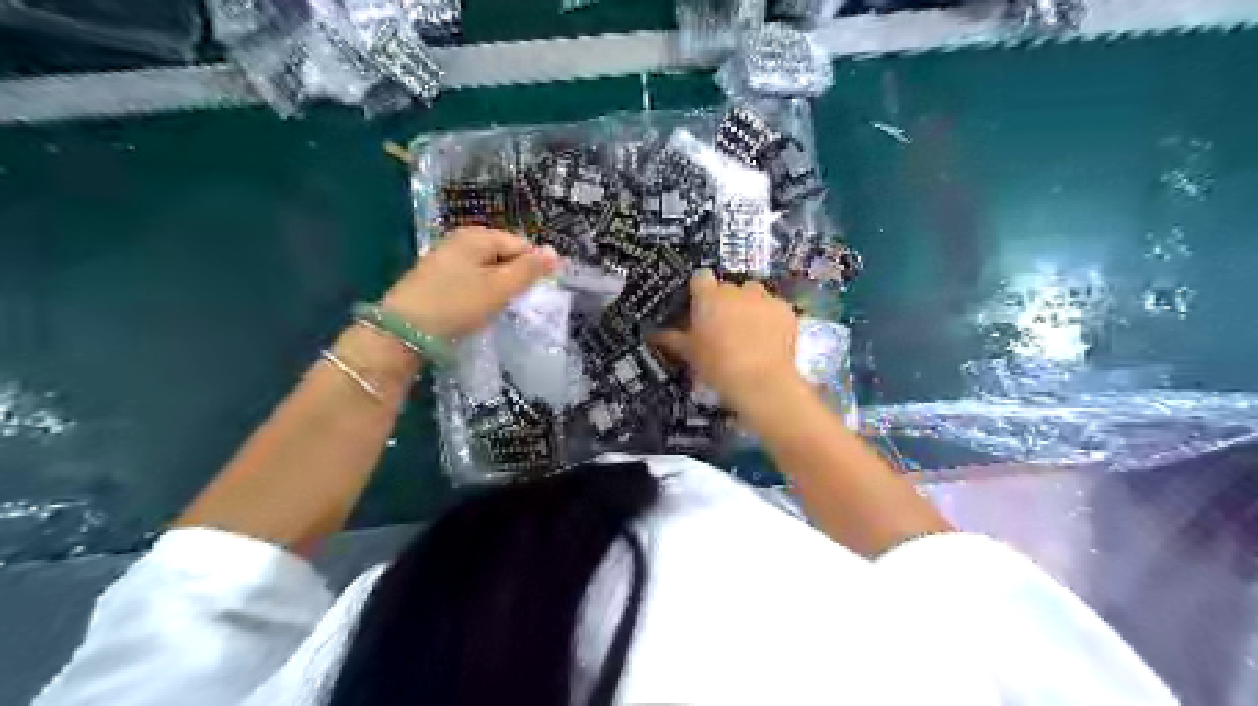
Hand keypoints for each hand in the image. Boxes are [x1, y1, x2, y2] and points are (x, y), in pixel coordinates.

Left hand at [382, 226, 561, 335]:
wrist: (404, 330)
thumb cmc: (458, 304)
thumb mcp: (500, 287)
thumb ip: (529, 269)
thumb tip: (555, 252)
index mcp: (478, 235)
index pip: (521, 245)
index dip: (534, 267)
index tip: (537, 293)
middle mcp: (461, 239)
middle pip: (503, 254)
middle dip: (515, 277)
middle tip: (518, 303)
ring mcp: (445, 257)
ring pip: (487, 269)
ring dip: (498, 287)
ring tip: (500, 308)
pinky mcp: (436, 277)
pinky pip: (470, 279)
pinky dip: (480, 292)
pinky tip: (478, 309)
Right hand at [654, 271, 799, 412]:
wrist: (761, 382)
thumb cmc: (717, 366)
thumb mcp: (689, 354)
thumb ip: (671, 338)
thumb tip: (653, 333)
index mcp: (708, 296)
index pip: (700, 277)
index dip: (700, 291)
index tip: (699, 307)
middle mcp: (736, 290)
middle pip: (728, 287)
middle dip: (725, 302)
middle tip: (722, 327)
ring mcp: (764, 298)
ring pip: (754, 294)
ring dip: (749, 306)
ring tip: (748, 332)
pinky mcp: (786, 310)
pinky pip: (774, 308)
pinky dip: (771, 319)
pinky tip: (768, 339)